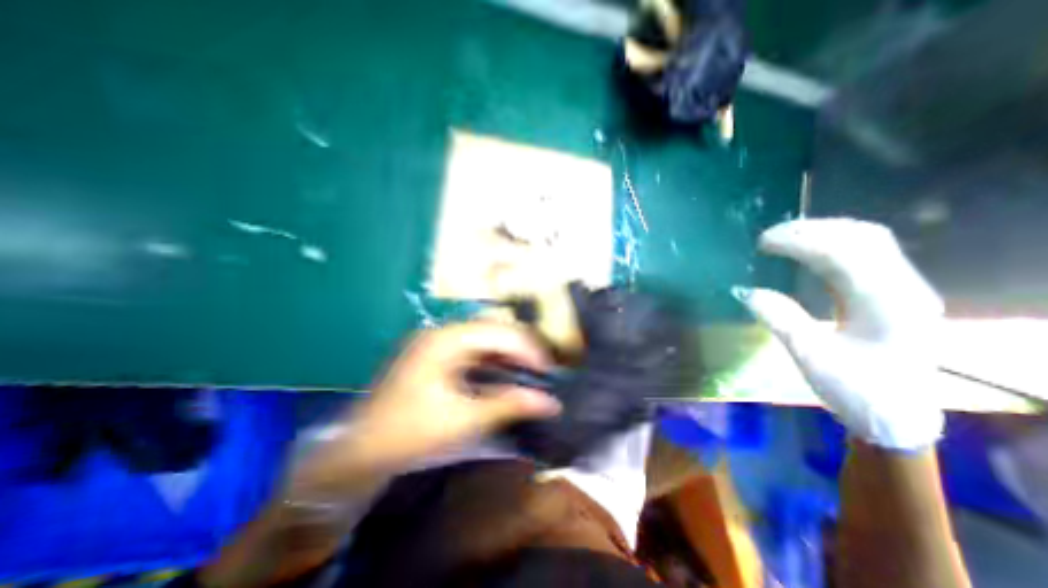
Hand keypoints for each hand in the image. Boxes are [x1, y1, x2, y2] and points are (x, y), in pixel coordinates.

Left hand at [290, 321, 559, 495]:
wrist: (359, 451)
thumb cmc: (410, 433)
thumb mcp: (464, 419)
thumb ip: (509, 404)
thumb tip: (550, 402)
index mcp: (446, 339)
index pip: (499, 331)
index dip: (528, 348)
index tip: (548, 371)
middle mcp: (442, 333)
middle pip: (493, 329)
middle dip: (520, 349)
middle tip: (541, 372)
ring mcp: (438, 343)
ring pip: (484, 339)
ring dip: (508, 355)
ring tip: (528, 373)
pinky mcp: (437, 356)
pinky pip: (473, 351)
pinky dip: (492, 362)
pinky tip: (505, 376)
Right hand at [731, 218, 946, 448]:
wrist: (899, 418)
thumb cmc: (857, 392)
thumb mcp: (811, 357)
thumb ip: (780, 319)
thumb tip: (745, 291)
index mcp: (888, 306)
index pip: (844, 255)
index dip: (800, 241)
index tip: (761, 243)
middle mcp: (904, 289)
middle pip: (862, 237)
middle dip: (811, 230)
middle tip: (768, 236)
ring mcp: (903, 288)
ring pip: (867, 241)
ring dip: (822, 232)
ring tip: (783, 237)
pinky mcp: (893, 293)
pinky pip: (865, 253)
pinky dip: (831, 244)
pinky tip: (807, 250)